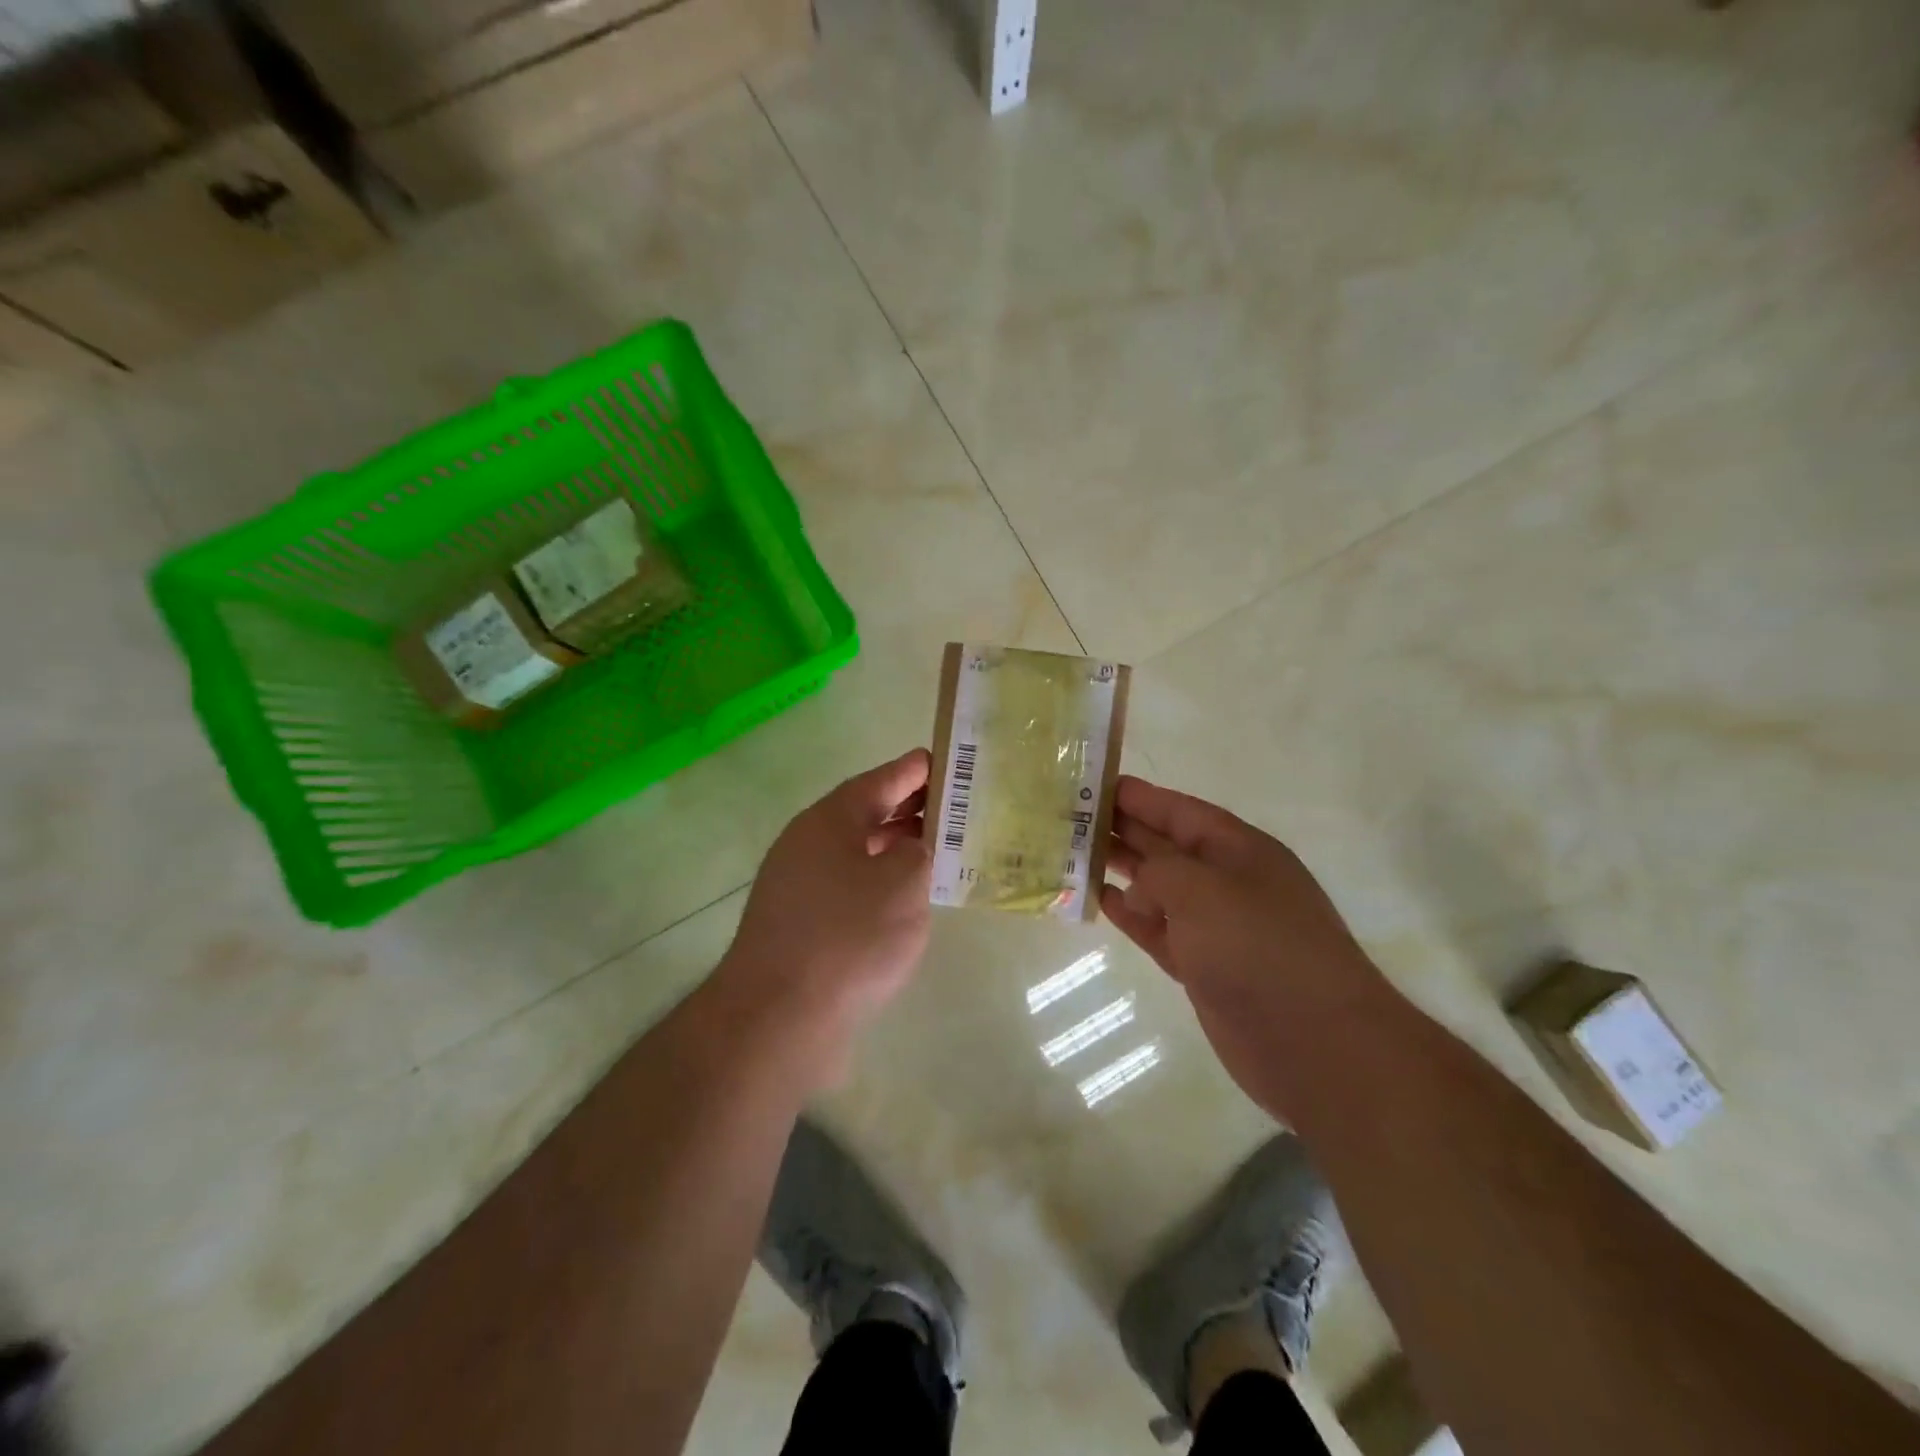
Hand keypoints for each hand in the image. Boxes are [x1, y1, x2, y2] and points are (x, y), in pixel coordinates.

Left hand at [715, 749, 934, 1077]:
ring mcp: (797, 886)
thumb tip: (910, 848)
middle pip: (863, 814)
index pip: (878, 781)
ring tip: (935, 851)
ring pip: (855, 853)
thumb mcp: (902, 883)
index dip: (913, 771)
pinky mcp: (798, 925)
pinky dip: (877, 884)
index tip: (943, 762)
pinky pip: (846, 887)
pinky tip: (902, 902)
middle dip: (906, 809)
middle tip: (950, 807)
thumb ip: (918, 852)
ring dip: (893, 848)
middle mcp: (806, 844)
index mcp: (829, 821)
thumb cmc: (848, 937)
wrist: (778, 1017)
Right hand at [1100, 776, 1390, 1114]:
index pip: (1180, 811)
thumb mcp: (1201, 890)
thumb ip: (1158, 872)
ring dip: (1122, 872)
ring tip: (1075, 856)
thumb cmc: (1259, 948)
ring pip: (1159, 889)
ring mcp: (1217, 928)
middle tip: (1072, 819)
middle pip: (1167, 846)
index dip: (1139, 796)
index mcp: (1239, 850)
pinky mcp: (1204, 967)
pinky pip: (1159, 930)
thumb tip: (1137, 889)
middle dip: (1123, 830)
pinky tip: (1102, 902)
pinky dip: (1132, 916)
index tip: (1094, 785)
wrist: (1315, 1044)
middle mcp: (1228, 882)